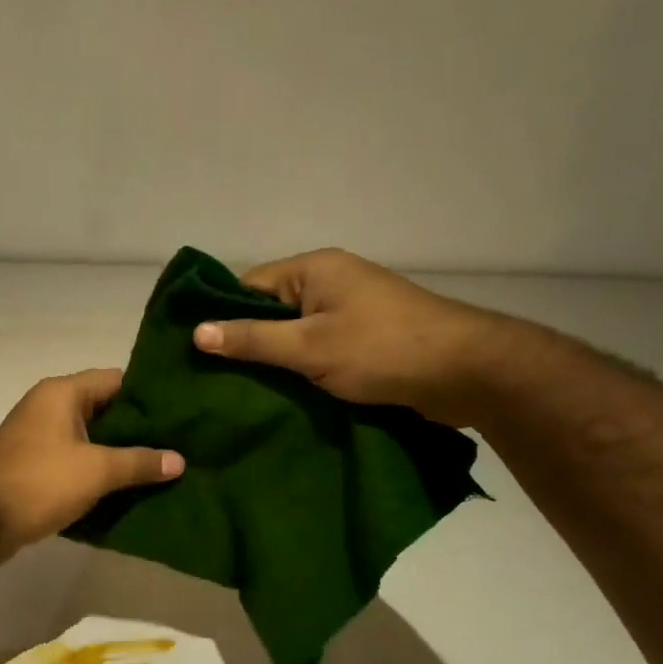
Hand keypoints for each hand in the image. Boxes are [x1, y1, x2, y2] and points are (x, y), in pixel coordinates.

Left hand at [0, 369, 183, 556]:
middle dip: (137, 427)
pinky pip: (74, 457)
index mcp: (62, 393)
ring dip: (117, 451)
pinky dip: (96, 468)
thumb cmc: (41, 482)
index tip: (180, 412)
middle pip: (103, 408)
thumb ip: (139, 462)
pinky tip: (125, 485)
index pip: (116, 380)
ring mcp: (37, 434)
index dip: (149, 395)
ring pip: (89, 436)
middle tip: (177, 442)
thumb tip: (179, 460)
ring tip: (159, 465)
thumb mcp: (97, 470)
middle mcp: (48, 405)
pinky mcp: (33, 462)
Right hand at [192, 249, 513, 425]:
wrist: (467, 372)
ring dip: (274, 360)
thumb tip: (196, 332)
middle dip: (245, 342)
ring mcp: (350, 310)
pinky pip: (317, 349)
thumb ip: (252, 340)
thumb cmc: (382, 349)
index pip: (248, 285)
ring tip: (239, 391)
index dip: (221, 315)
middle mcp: (330, 282)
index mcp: (314, 269)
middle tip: (211, 379)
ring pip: (293, 333)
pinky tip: (280, 394)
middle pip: (270, 310)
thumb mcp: (309, 346)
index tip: (195, 352)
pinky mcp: (364, 338)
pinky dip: (300, 368)